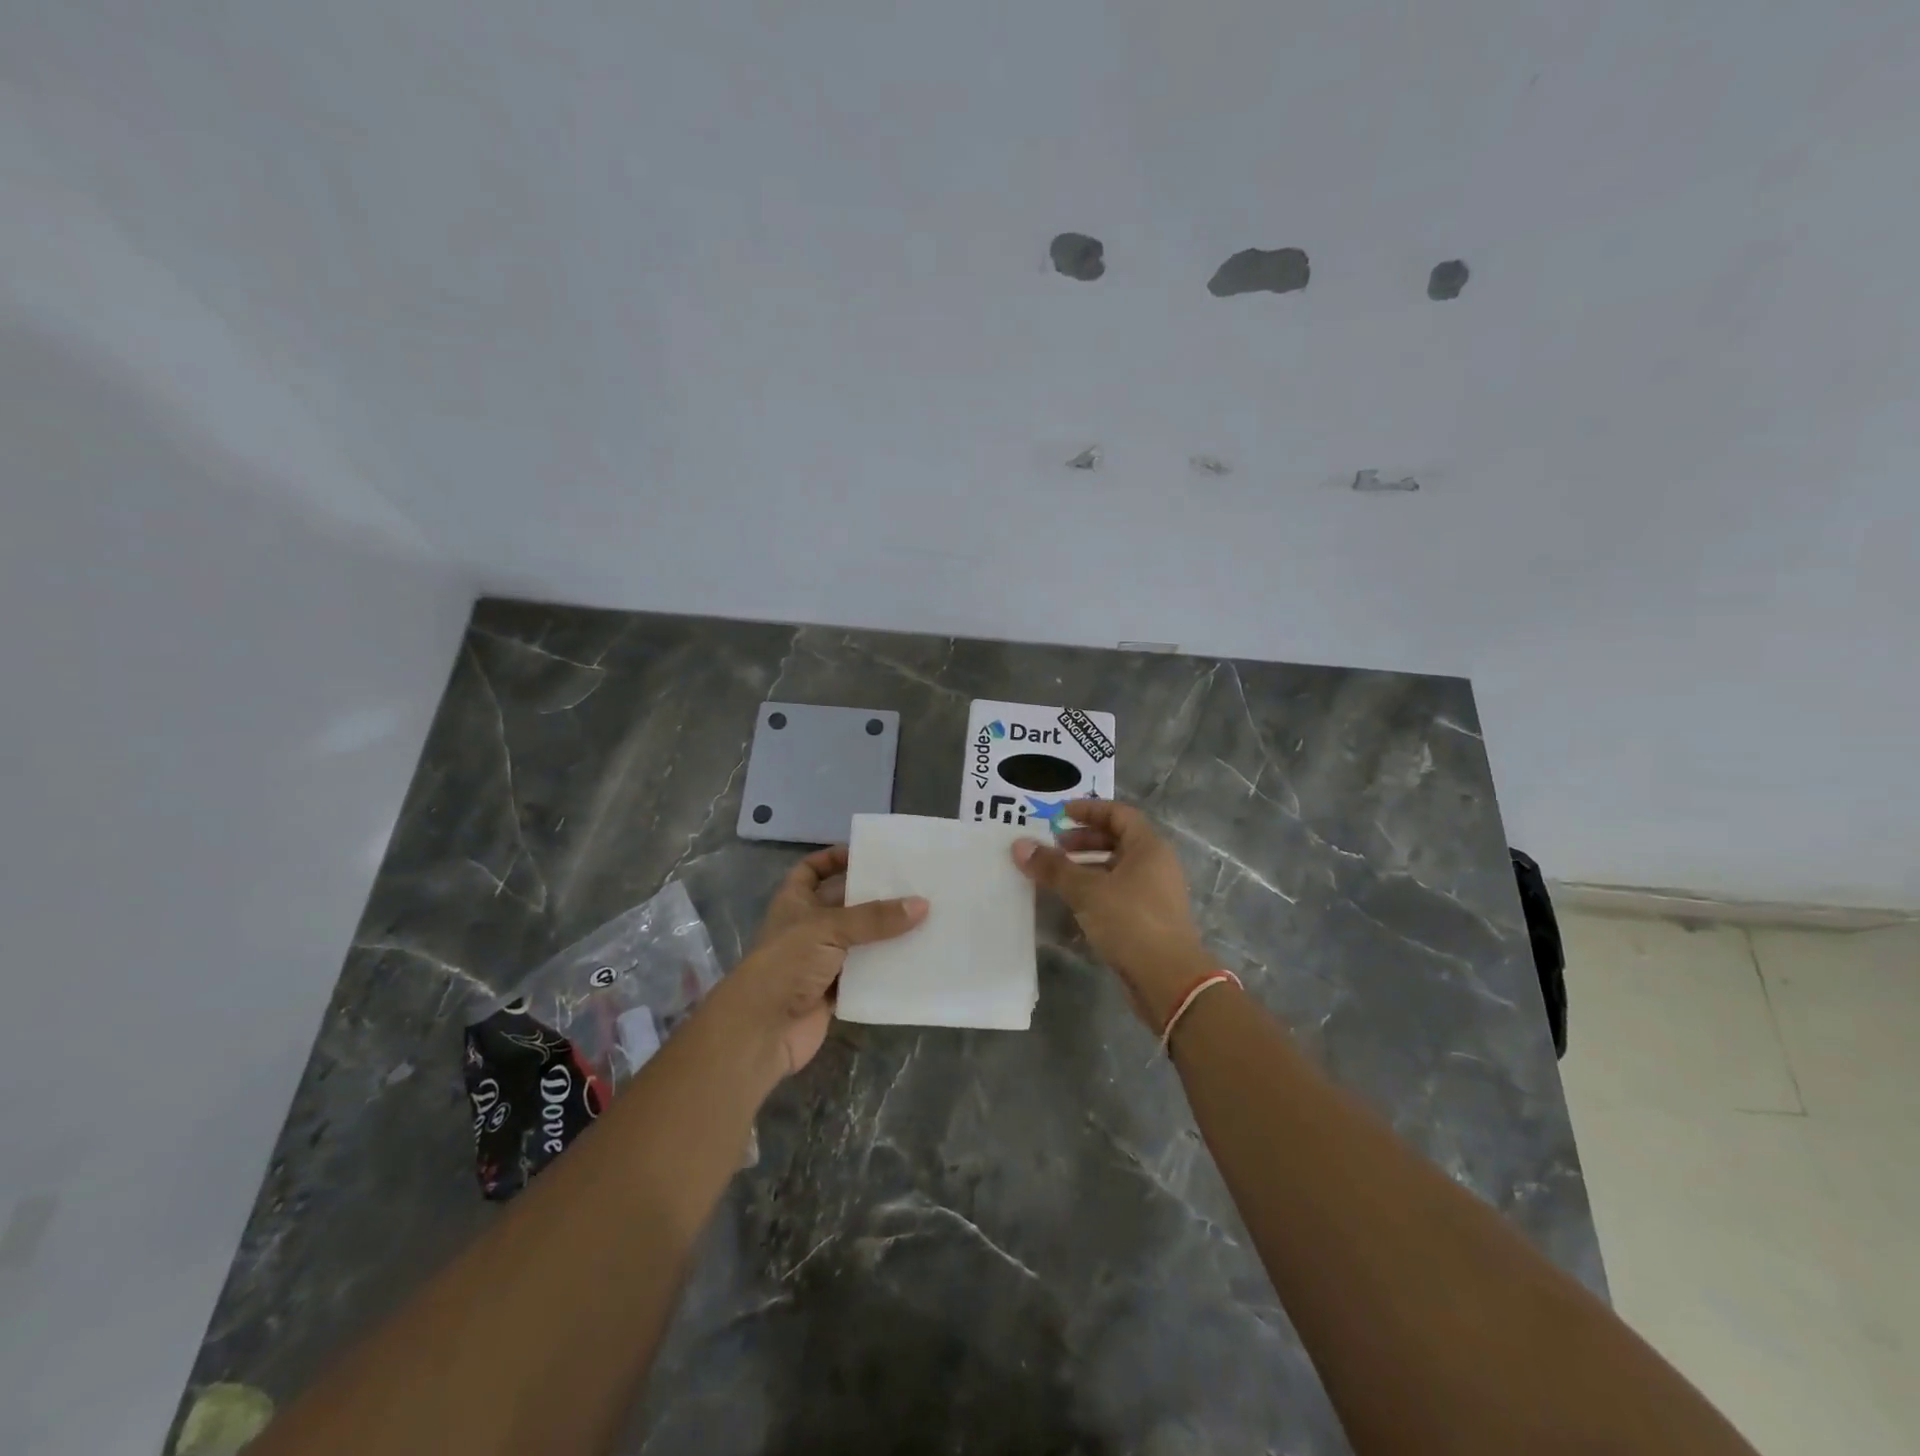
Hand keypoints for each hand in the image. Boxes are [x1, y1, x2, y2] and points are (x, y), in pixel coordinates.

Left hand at [706, 846, 927, 1079]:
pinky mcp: (834, 990)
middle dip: (874, 895)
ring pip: (859, 939)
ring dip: (885, 933)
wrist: (762, 1030)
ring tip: (924, 918)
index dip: (834, 858)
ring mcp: (820, 960)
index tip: (868, 854)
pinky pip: (866, 973)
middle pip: (844, 903)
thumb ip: (875, 917)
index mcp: (795, 902)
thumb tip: (922, 904)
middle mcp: (808, 927)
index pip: (812, 869)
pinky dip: (886, 968)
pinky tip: (916, 958)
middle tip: (913, 885)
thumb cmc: (787, 963)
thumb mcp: (829, 928)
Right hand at [1013, 801, 1213, 1028]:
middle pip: (1117, 841)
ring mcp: (1154, 894)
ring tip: (1056, 876)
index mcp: (1148, 847)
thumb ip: (1053, 867)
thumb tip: (1019, 845)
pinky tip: (1070, 905)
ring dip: (1086, 868)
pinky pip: (1117, 894)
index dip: (1089, 810)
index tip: (1060, 813)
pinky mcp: (1148, 920)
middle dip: (1084, 840)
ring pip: (1116, 869)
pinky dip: (1094, 892)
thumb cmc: (1131, 921)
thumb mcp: (1087, 891)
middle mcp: (1155, 865)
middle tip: (1054, 846)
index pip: (1119, 814)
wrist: (1169, 980)